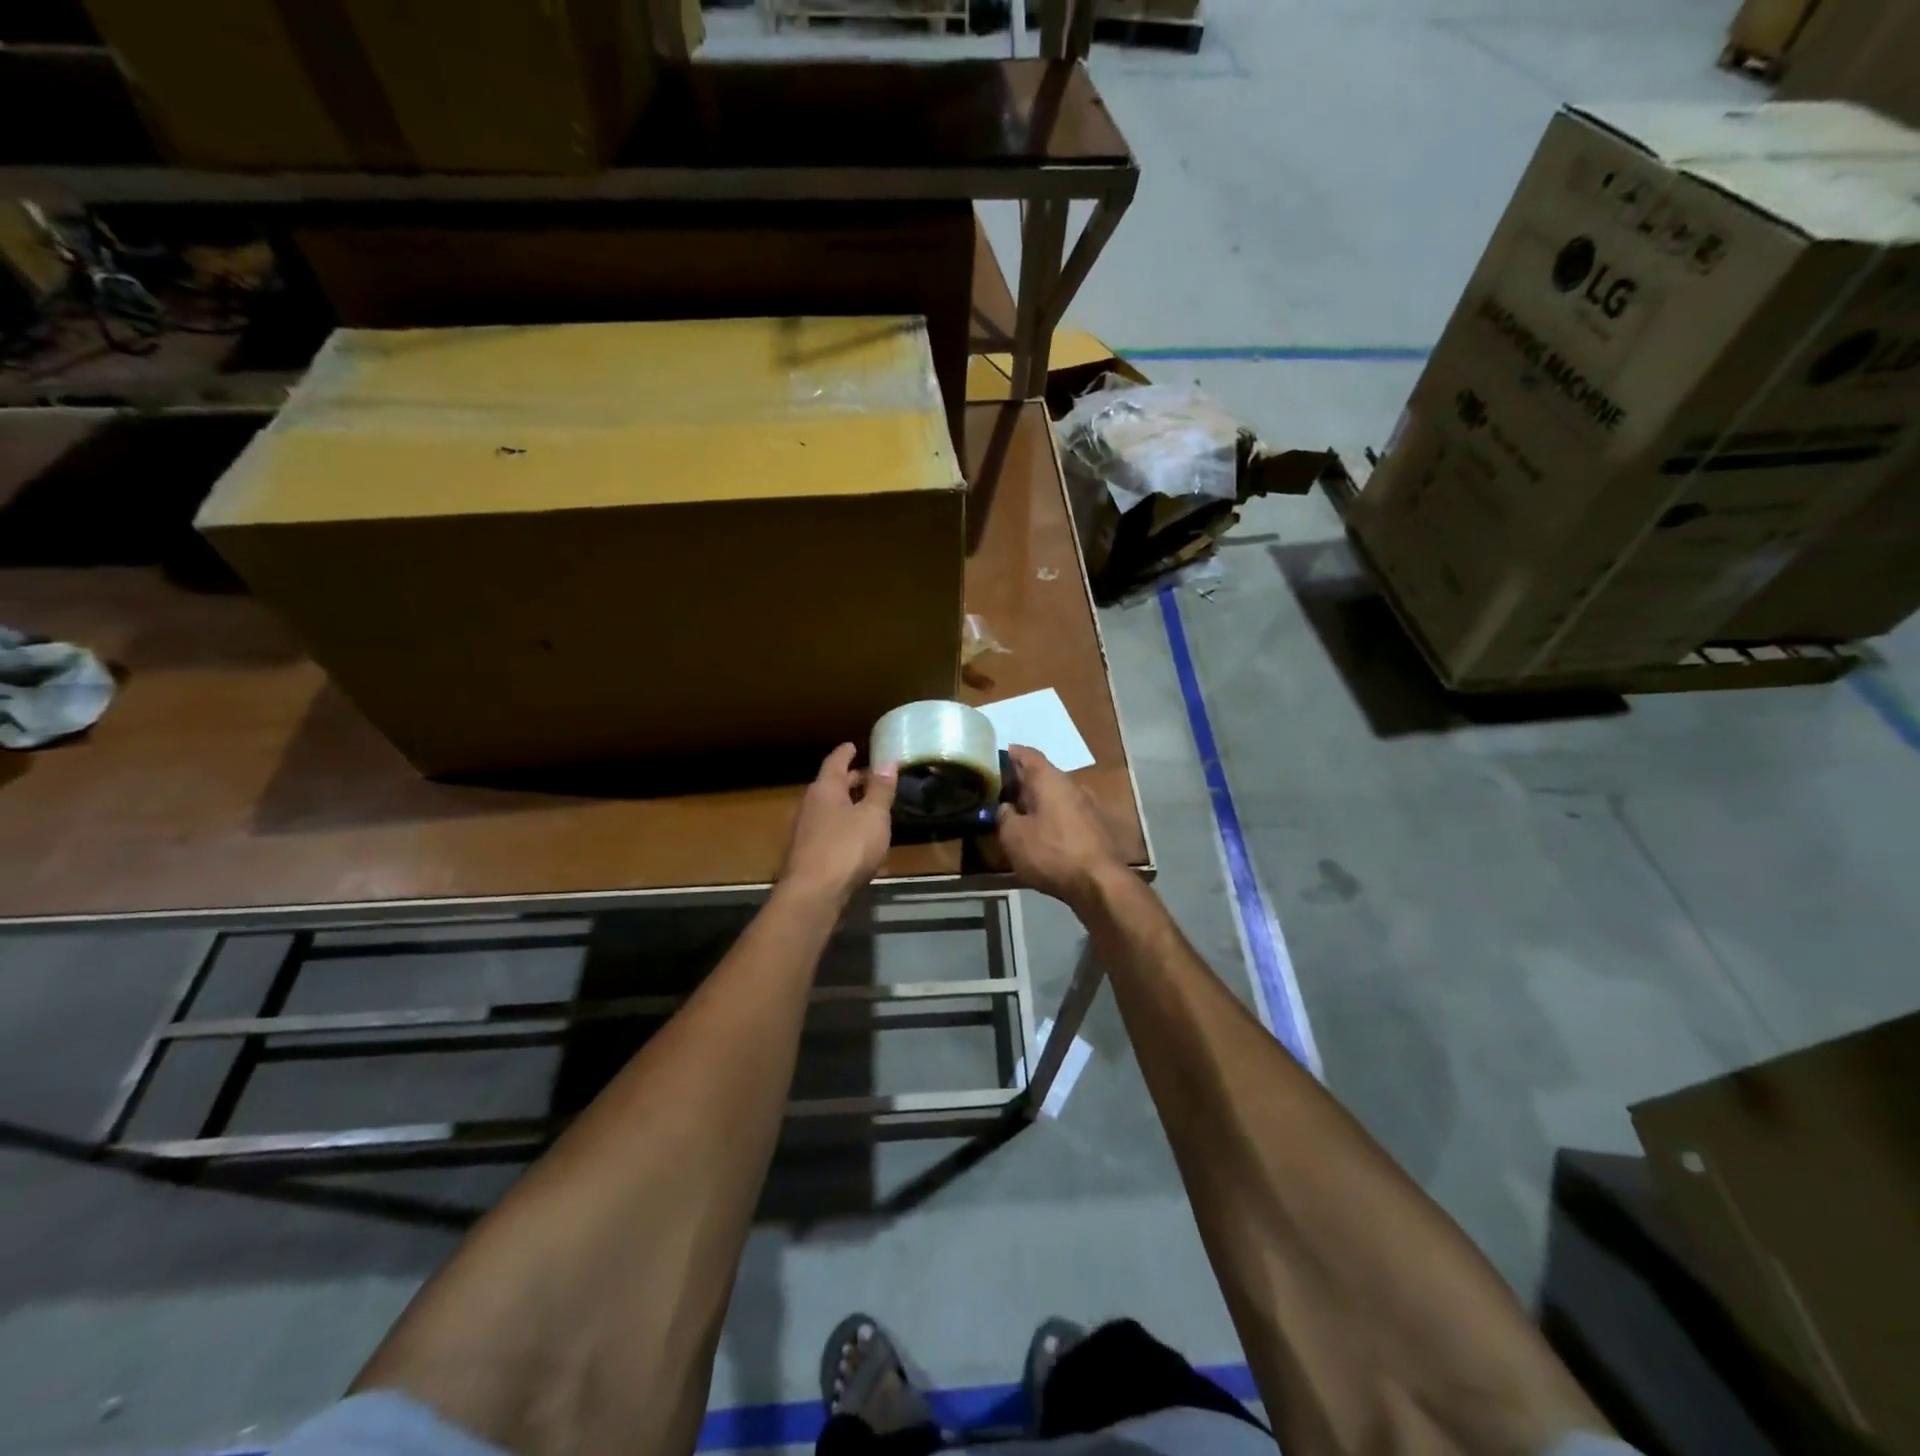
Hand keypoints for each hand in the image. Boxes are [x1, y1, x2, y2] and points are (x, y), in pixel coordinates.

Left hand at [778, 743, 897, 905]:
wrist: (813, 894)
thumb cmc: (847, 848)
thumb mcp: (873, 816)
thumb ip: (881, 790)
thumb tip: (888, 761)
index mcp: (825, 789)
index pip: (836, 762)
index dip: (846, 753)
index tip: (853, 745)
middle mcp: (810, 804)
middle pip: (830, 785)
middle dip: (850, 780)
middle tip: (868, 777)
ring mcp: (804, 830)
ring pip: (828, 809)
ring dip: (846, 805)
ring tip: (867, 807)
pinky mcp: (805, 854)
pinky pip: (826, 830)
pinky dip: (841, 826)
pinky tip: (855, 838)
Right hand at [995, 745, 1126, 909]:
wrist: (1099, 883)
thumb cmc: (1051, 852)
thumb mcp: (1013, 836)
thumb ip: (1005, 816)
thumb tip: (1006, 807)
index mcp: (1050, 780)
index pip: (1029, 755)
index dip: (1012, 753)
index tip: (998, 755)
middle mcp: (1073, 786)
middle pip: (1044, 776)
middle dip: (1024, 782)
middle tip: (1003, 792)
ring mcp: (1089, 806)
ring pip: (1057, 797)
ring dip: (1040, 803)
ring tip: (1021, 815)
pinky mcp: (1097, 828)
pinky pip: (1068, 815)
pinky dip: (1053, 819)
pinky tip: (1043, 834)